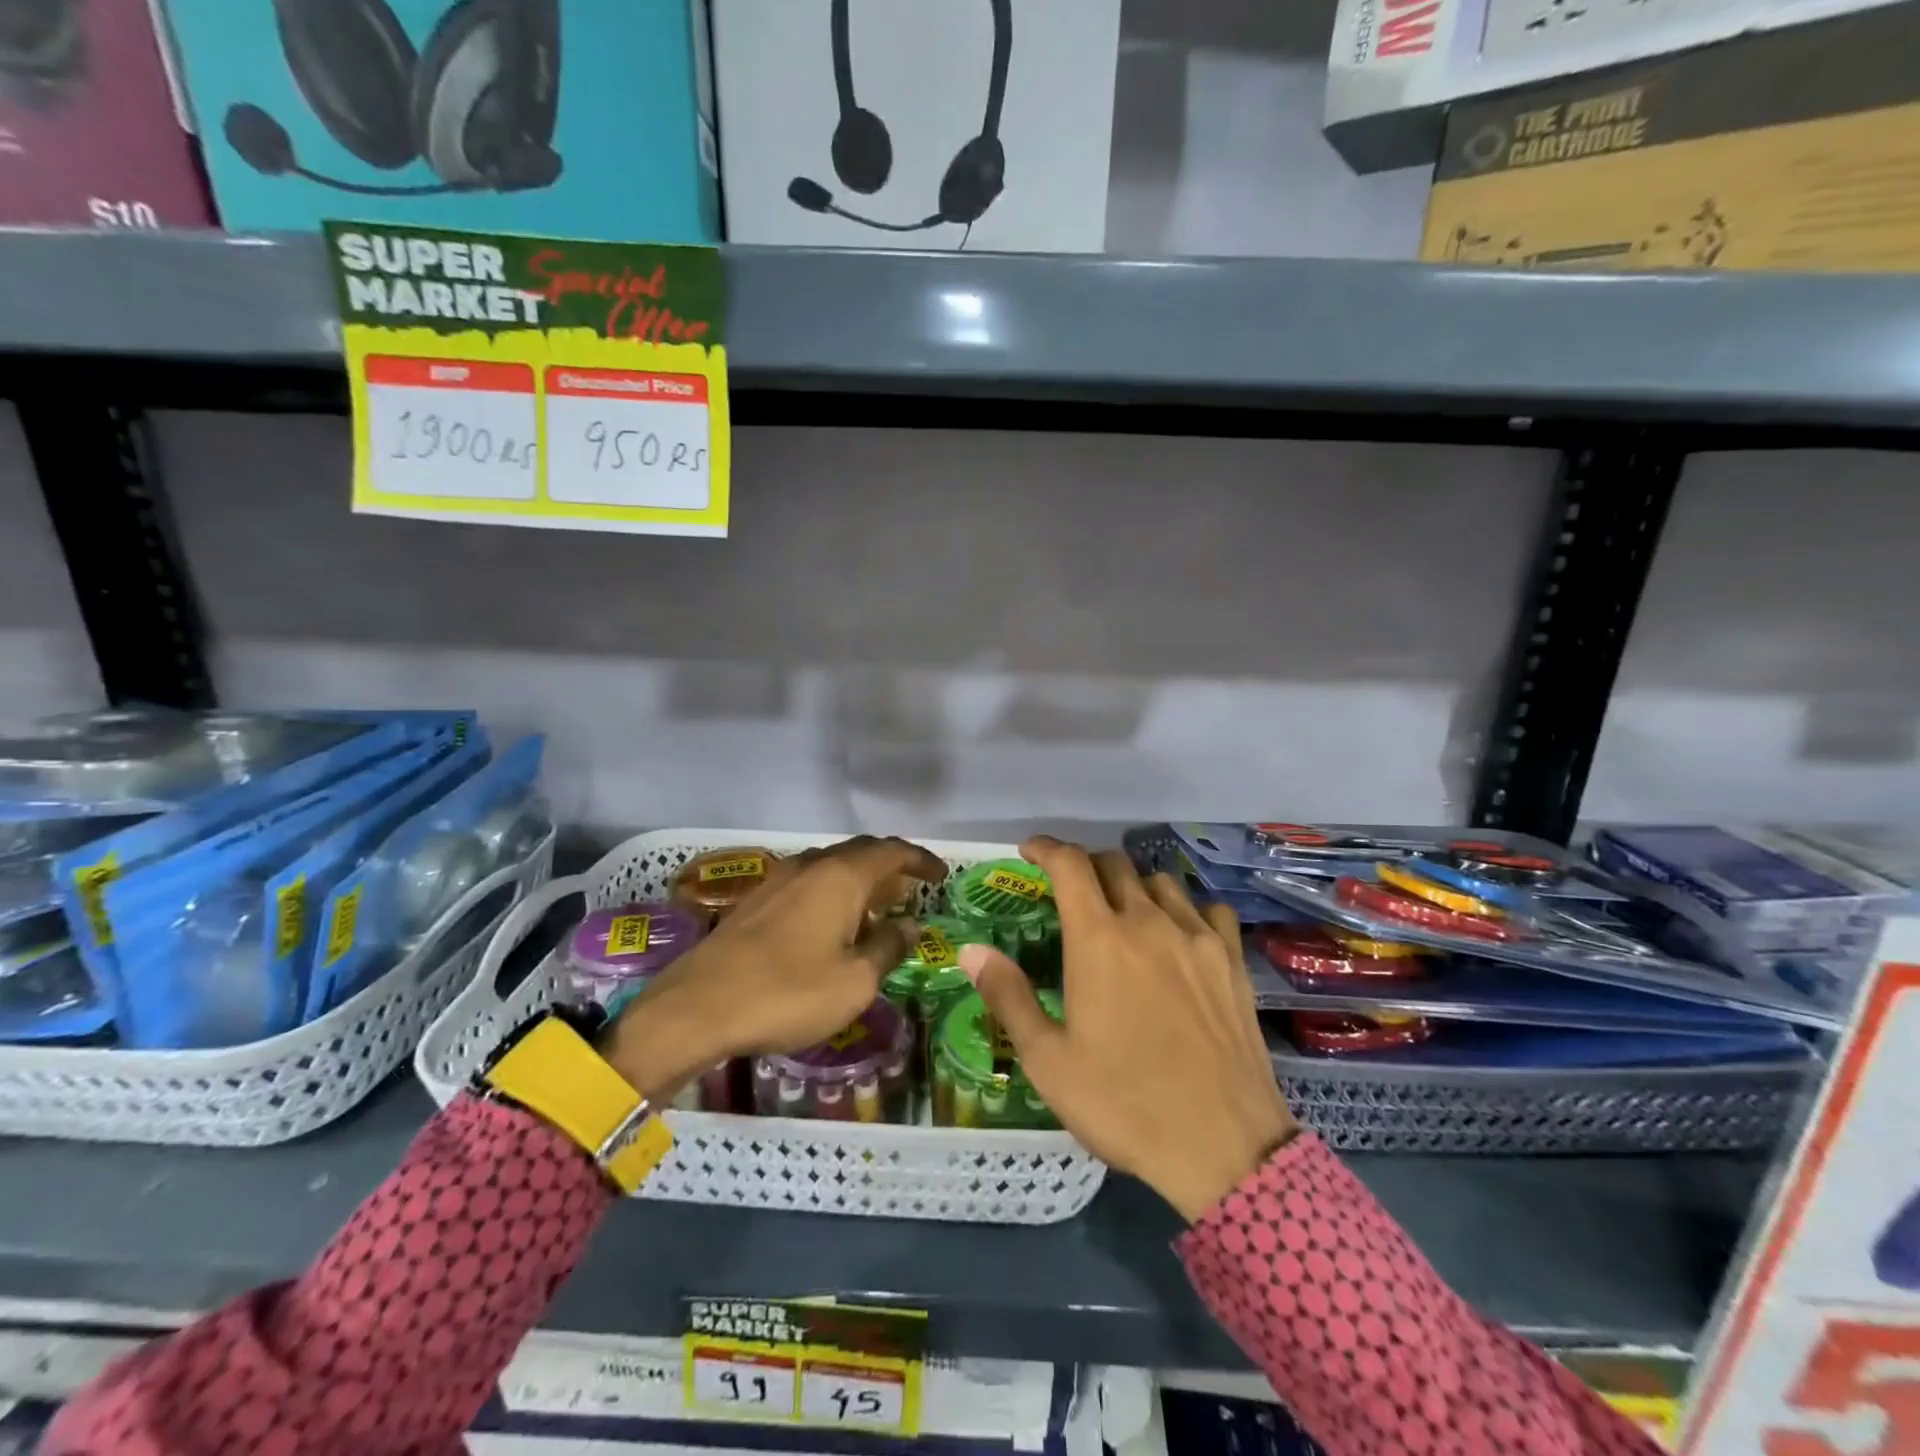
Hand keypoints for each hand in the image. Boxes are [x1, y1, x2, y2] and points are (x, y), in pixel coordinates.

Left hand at [601, 836, 946, 1101]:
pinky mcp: (756, 900)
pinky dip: (833, 894)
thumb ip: (888, 948)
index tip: (941, 875)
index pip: (892, 852)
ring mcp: (779, 880)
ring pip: (832, 867)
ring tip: (877, 909)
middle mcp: (811, 865)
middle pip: (861, 853)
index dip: (921, 860)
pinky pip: (809, 883)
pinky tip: (833, 925)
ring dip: (860, 881)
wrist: (696, 1008)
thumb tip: (911, 925)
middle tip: (912, 892)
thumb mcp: (854, 982)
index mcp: (841, 877)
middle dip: (891, 868)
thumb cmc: (787, 995)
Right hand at [961, 837, 1297, 1221]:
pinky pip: (1207, 910)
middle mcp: (1149, 923)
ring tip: (1121, 911)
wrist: (1225, 1149)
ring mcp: (1197, 939)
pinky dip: (1184, 909)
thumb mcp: (1048, 1060)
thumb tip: (970, 950)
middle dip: (1085, 865)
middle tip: (1069, 890)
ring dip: (1132, 885)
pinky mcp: (1232, 962)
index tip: (1029, 850)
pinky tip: (1178, 934)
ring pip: (1161, 882)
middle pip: (1115, 865)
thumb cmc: (1124, 1104)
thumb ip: (1008, 995)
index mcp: (1099, 940)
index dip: (1046, 848)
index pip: (1070, 865)